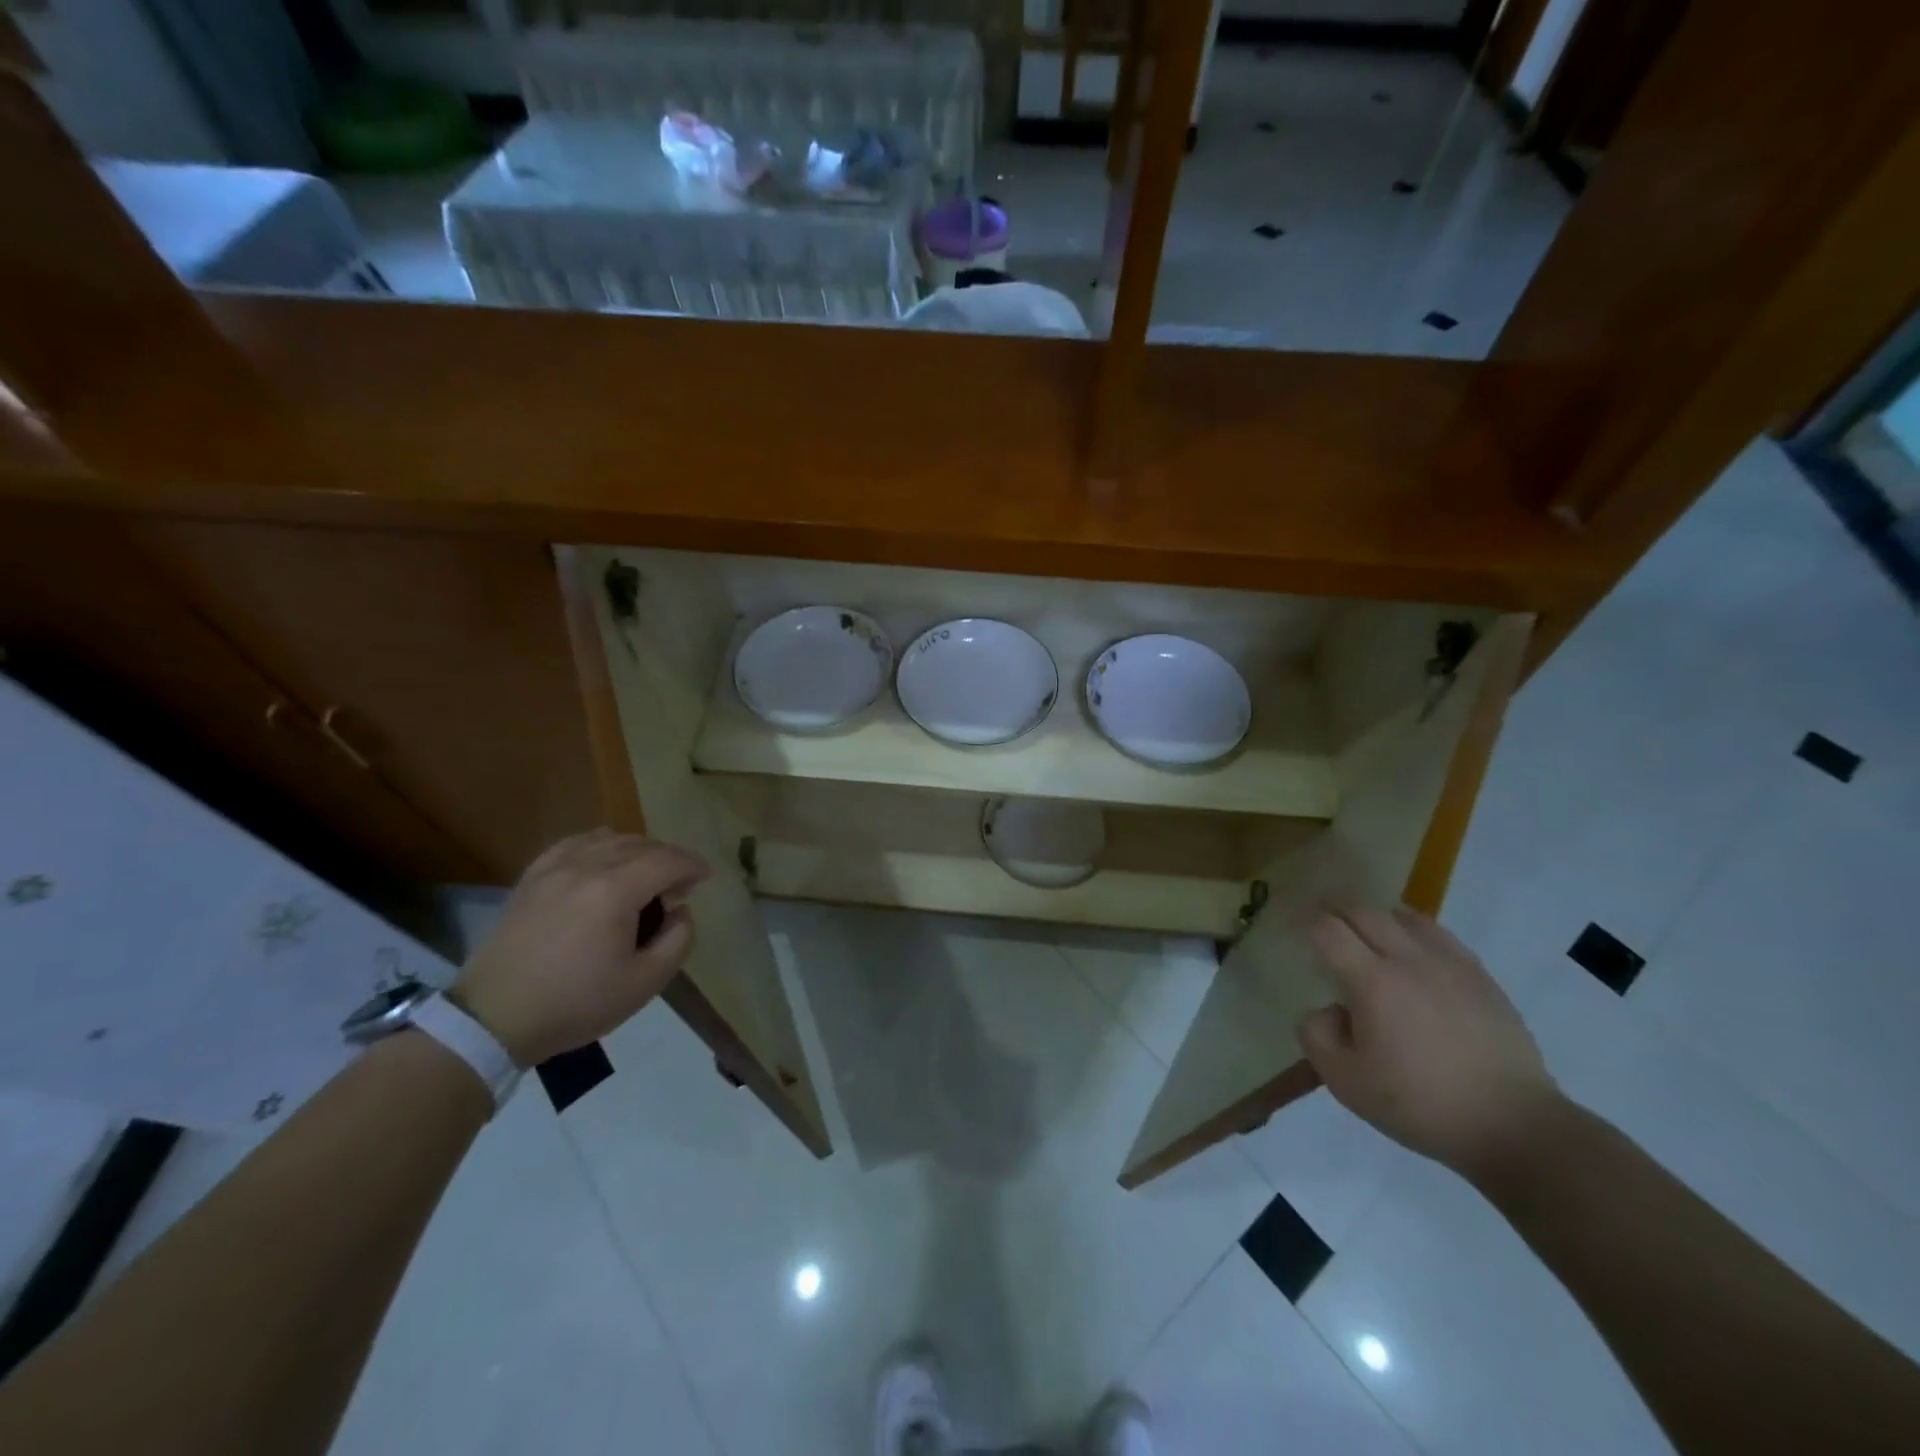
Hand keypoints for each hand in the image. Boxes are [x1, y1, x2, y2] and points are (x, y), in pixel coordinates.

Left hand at [449, 830, 708, 1065]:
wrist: (495, 1018)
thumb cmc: (575, 1003)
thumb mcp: (644, 983)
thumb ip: (678, 940)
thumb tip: (680, 911)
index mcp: (615, 890)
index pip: (668, 860)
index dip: (693, 865)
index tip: (706, 878)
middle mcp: (586, 866)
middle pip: (641, 844)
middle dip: (668, 859)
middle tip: (677, 889)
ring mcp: (554, 867)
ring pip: (610, 838)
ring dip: (637, 851)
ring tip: (643, 877)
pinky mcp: (533, 876)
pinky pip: (576, 842)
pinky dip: (600, 846)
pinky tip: (604, 865)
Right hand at [1297, 905, 1561, 1179]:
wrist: (1513, 1125)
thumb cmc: (1420, 1104)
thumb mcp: (1345, 1082)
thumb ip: (1316, 1035)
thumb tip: (1327, 1010)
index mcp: (1372, 981)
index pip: (1328, 930)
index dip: (1306, 924)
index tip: (1296, 929)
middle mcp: (1409, 960)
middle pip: (1364, 911)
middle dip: (1336, 910)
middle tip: (1322, 919)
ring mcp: (1450, 964)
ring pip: (1404, 915)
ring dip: (1377, 916)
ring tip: (1367, 930)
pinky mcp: (1481, 977)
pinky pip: (1439, 935)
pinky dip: (1415, 931)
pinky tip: (1413, 950)